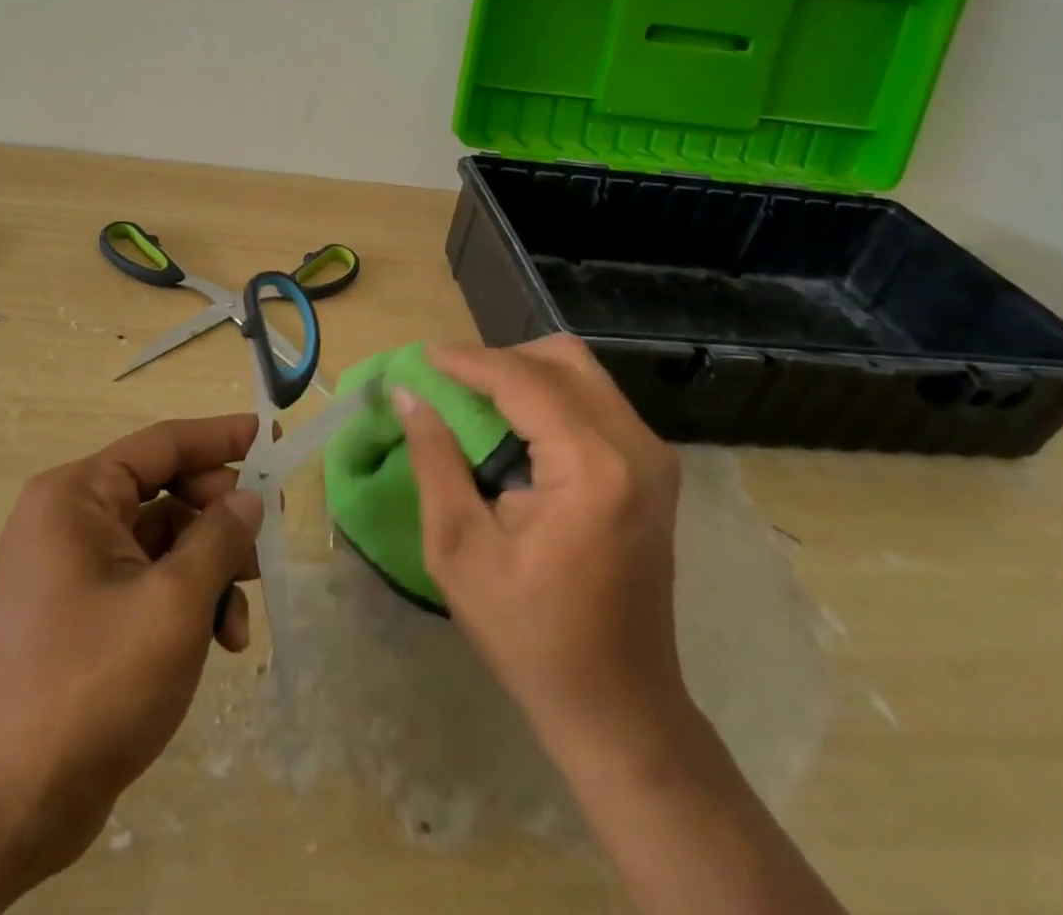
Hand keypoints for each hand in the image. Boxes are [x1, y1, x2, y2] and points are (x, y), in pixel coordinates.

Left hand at [0, 414, 263, 901]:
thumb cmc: (90, 683)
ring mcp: (74, 571)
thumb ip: (220, 538)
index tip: (268, 435)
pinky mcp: (83, 616)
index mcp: (78, 496)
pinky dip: (186, 604)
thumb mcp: (172, 602)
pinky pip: (148, 584)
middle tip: (264, 545)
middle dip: (219, 521)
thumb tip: (248, 500)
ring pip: (164, 544)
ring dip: (210, 572)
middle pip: (167, 494)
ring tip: (238, 622)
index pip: (162, 443)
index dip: (219, 437)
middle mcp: (70, 521)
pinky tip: (217, 644)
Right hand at [394, 336, 687, 763]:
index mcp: (593, 468)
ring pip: (582, 374)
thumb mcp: (459, 549)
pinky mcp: (654, 470)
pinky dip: (549, 396)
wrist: (618, 705)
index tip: (422, 357)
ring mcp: (653, 457)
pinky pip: (596, 401)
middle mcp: (636, 447)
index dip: (468, 361)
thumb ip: (434, 461)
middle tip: (451, 381)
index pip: (523, 381)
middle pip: (563, 359)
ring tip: (475, 400)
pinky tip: (514, 426)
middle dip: (500, 359)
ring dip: (525, 374)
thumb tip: (409, 396)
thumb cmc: (530, 634)